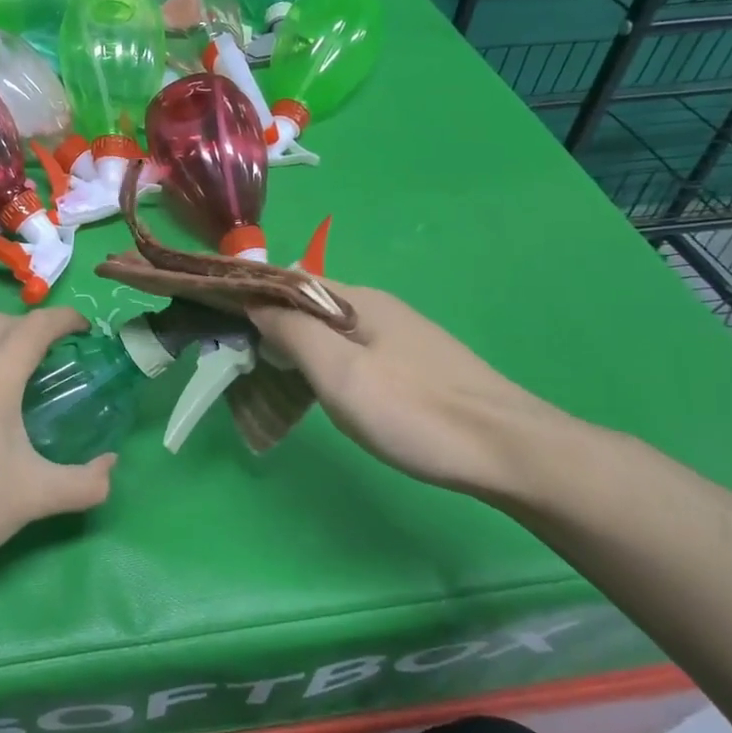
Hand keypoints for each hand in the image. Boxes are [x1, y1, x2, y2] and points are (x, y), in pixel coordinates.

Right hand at [249, 284, 575, 500]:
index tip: (220, 322)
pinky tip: (326, 390)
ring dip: (298, 345)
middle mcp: (379, 307)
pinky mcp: (416, 364)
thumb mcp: (340, 372)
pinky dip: (325, 361)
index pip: (289, 281)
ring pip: (332, 330)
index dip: (252, 296)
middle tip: (244, 361)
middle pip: (310, 304)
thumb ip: (293, 332)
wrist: (511, 452)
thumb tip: (254, 300)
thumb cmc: (415, 411)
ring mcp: (401, 336)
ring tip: (275, 379)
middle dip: (272, 323)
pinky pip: (354, 350)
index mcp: (358, 300)